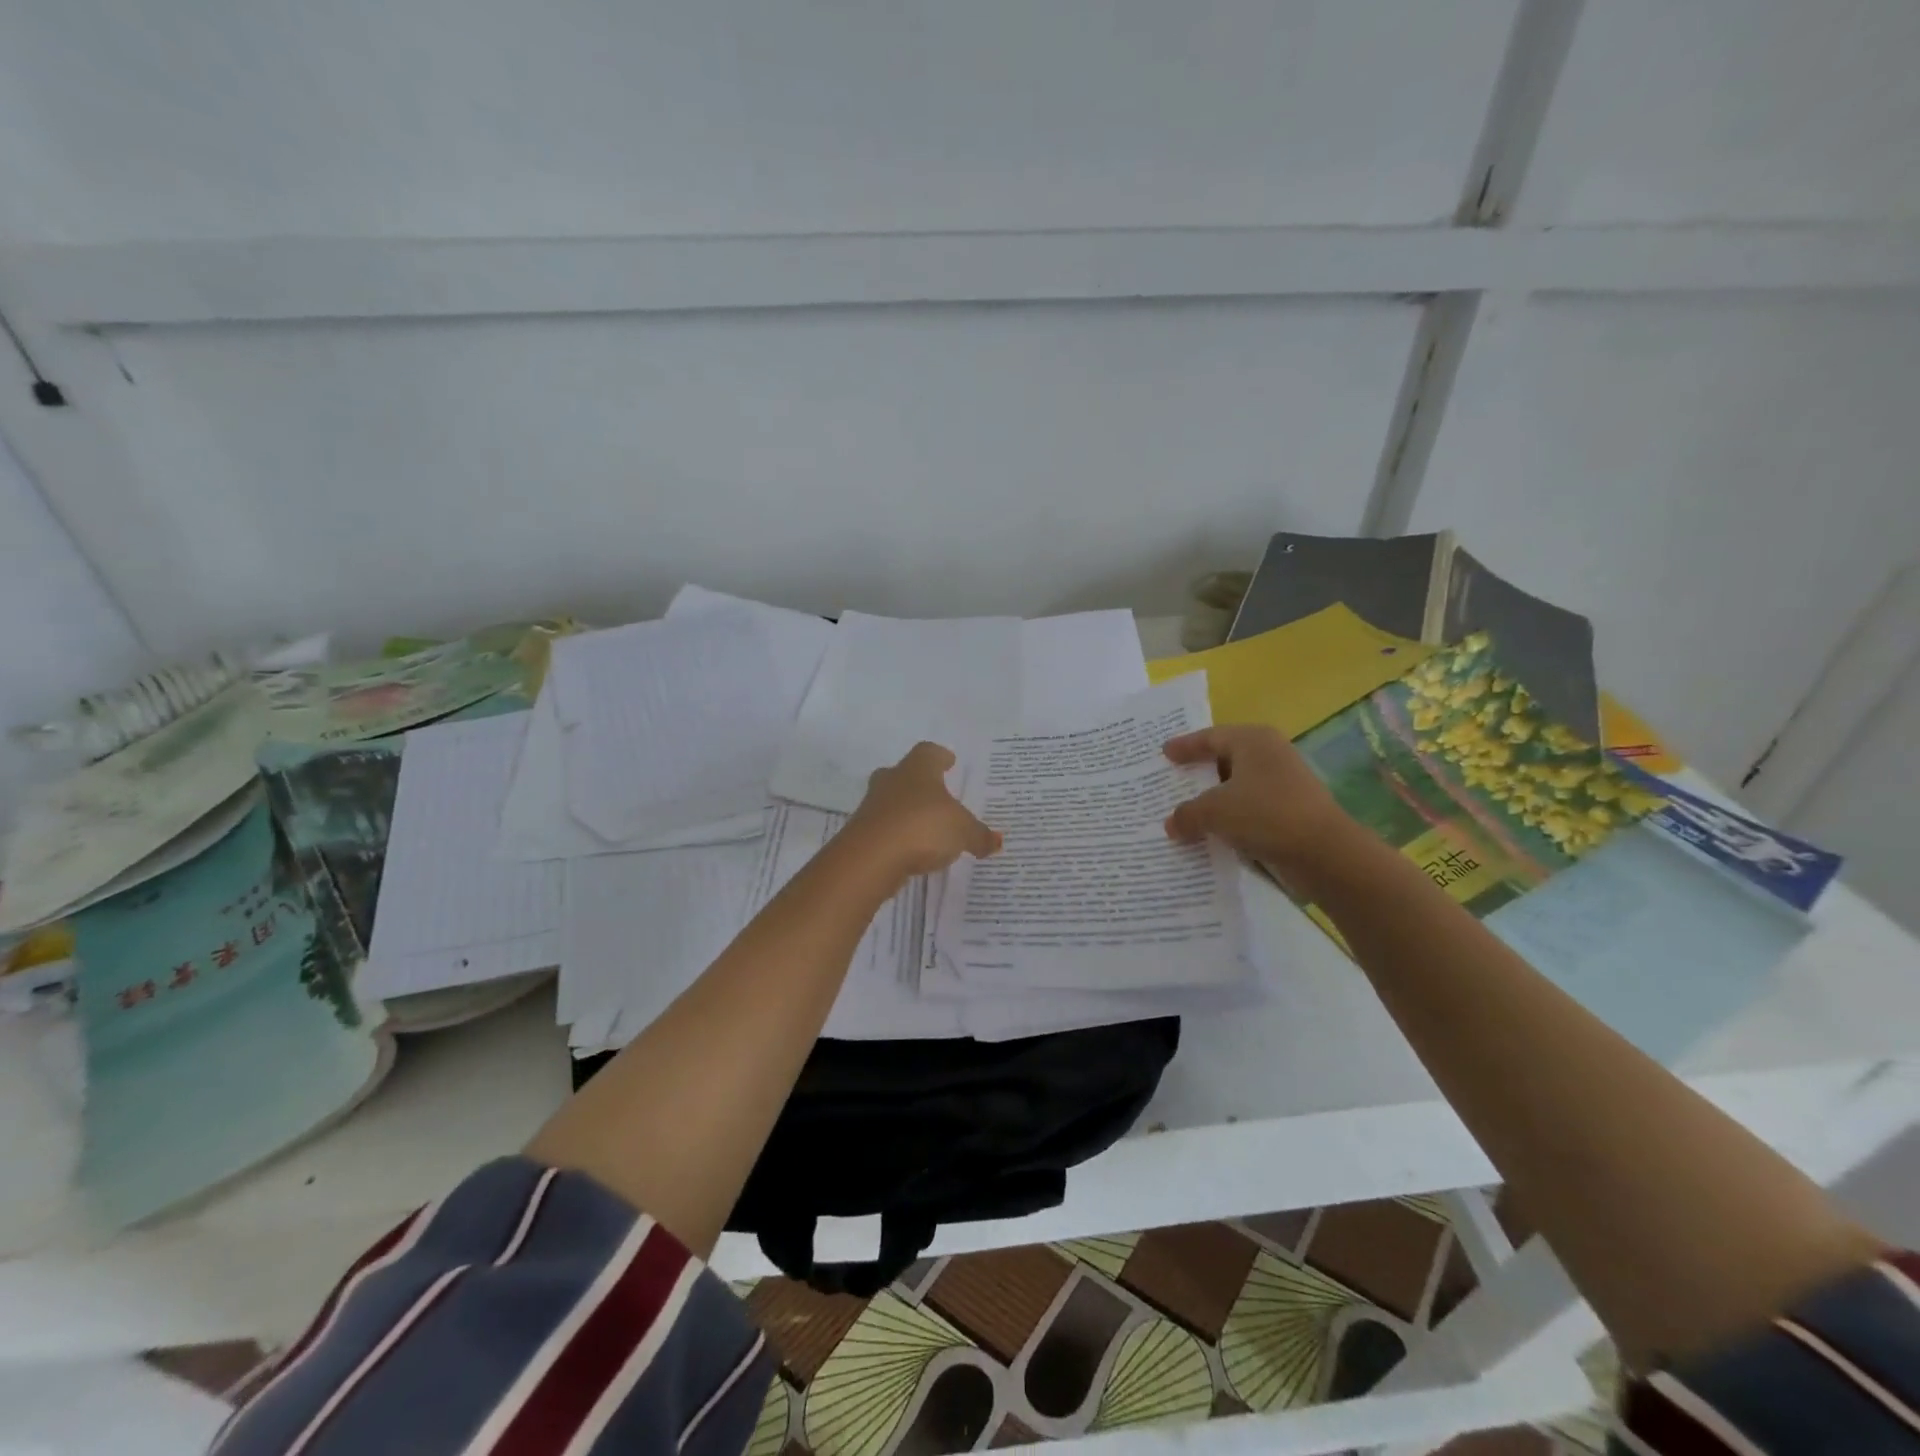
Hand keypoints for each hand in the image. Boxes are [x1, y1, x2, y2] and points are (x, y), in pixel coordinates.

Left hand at [846, 742, 1001, 877]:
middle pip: (904, 774)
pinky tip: (912, 850)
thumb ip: (979, 835)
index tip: (949, 761)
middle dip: (920, 783)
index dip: (940, 757)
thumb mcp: (962, 832)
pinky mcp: (862, 834)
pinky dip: (898, 836)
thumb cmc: (922, 827)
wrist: (870, 858)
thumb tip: (996, 841)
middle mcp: (891, 781)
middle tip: (937, 794)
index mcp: (917, 769)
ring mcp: (872, 806)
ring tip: (927, 826)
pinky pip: (885, 829)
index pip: (929, 752)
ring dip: (907, 811)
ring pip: (892, 802)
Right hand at [1162, 725, 1351, 869]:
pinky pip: (1250, 808)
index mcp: (1253, 740)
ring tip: (1186, 809)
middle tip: (1172, 778)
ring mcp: (1284, 783)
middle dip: (1199, 771)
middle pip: (1225, 759)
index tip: (1164, 753)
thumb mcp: (1214, 811)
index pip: (1211, 737)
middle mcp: (1270, 754)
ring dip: (1214, 799)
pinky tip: (1212, 831)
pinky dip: (1230, 817)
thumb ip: (1187, 814)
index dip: (1186, 745)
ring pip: (1238, 786)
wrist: (1324, 853)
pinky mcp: (1290, 810)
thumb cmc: (1265, 815)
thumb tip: (1172, 824)